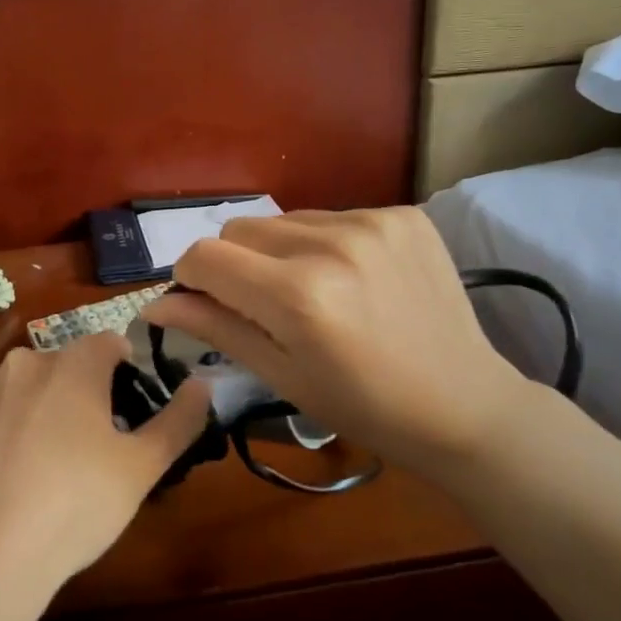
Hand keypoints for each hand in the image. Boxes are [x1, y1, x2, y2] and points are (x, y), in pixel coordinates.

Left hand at [0, 334, 209, 594]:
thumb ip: (179, 421)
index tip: (127, 411)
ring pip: (17, 394)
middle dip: (77, 396)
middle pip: (61, 368)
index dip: (125, 371)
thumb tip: (203, 384)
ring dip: (32, 416)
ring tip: (37, 475)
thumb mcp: (141, 469)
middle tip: (86, 451)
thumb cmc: (72, 506)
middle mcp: (20, 366)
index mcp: (71, 365)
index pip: (109, 343)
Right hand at [143, 208, 535, 471]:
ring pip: (285, 221)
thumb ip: (215, 327)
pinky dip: (326, 244)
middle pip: (240, 229)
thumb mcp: (281, 376)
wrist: (464, 403)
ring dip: (281, 252)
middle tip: (264, 306)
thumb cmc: (363, 406)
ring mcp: (373, 223)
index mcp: (297, 296)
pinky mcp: (404, 214)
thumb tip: (155, 303)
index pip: (204, 256)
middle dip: (235, 265)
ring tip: (316, 293)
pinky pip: (333, 216)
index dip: (191, 278)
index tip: (205, 301)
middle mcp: (331, 245)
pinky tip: (355, 280)